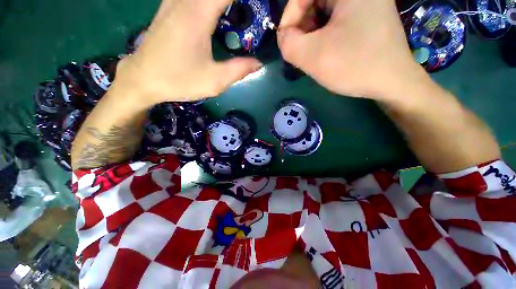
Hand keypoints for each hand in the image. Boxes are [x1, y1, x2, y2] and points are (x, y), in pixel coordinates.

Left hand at [114, 0, 262, 107]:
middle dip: (235, 3)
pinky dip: (208, 3)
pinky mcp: (168, 7)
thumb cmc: (179, 80)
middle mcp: (185, 0)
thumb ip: (239, 70)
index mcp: (198, 15)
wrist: (143, 79)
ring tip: (234, 15)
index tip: (258, 5)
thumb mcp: (214, 81)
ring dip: (222, 4)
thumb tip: (259, 63)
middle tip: (248, 14)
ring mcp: (173, 1)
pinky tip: (216, 14)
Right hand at [278, 0, 427, 99]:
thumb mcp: (312, 56)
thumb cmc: (354, 65)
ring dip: (313, 34)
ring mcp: (367, 3)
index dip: (289, 17)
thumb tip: (284, 36)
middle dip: (303, 28)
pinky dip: (326, 35)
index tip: (286, 42)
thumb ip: (288, 43)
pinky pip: (337, 20)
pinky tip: (327, 51)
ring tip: (314, 54)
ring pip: (325, 13)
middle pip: (315, 3)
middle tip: (301, 51)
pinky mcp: (368, 16)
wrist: (392, 82)